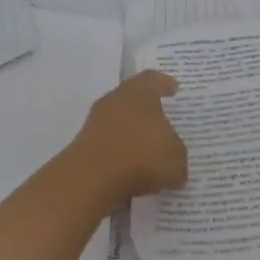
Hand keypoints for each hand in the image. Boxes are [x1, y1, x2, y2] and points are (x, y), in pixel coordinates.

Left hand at [67, 70, 188, 207]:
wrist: (92, 179)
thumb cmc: (142, 156)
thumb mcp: (176, 158)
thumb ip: (176, 154)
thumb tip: (172, 158)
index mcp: (139, 93)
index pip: (152, 80)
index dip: (164, 83)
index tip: (173, 88)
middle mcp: (115, 101)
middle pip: (131, 99)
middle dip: (146, 110)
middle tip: (161, 120)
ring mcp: (95, 123)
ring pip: (118, 123)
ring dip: (131, 135)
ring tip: (148, 151)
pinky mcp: (83, 147)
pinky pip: (108, 146)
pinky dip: (119, 155)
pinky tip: (132, 170)